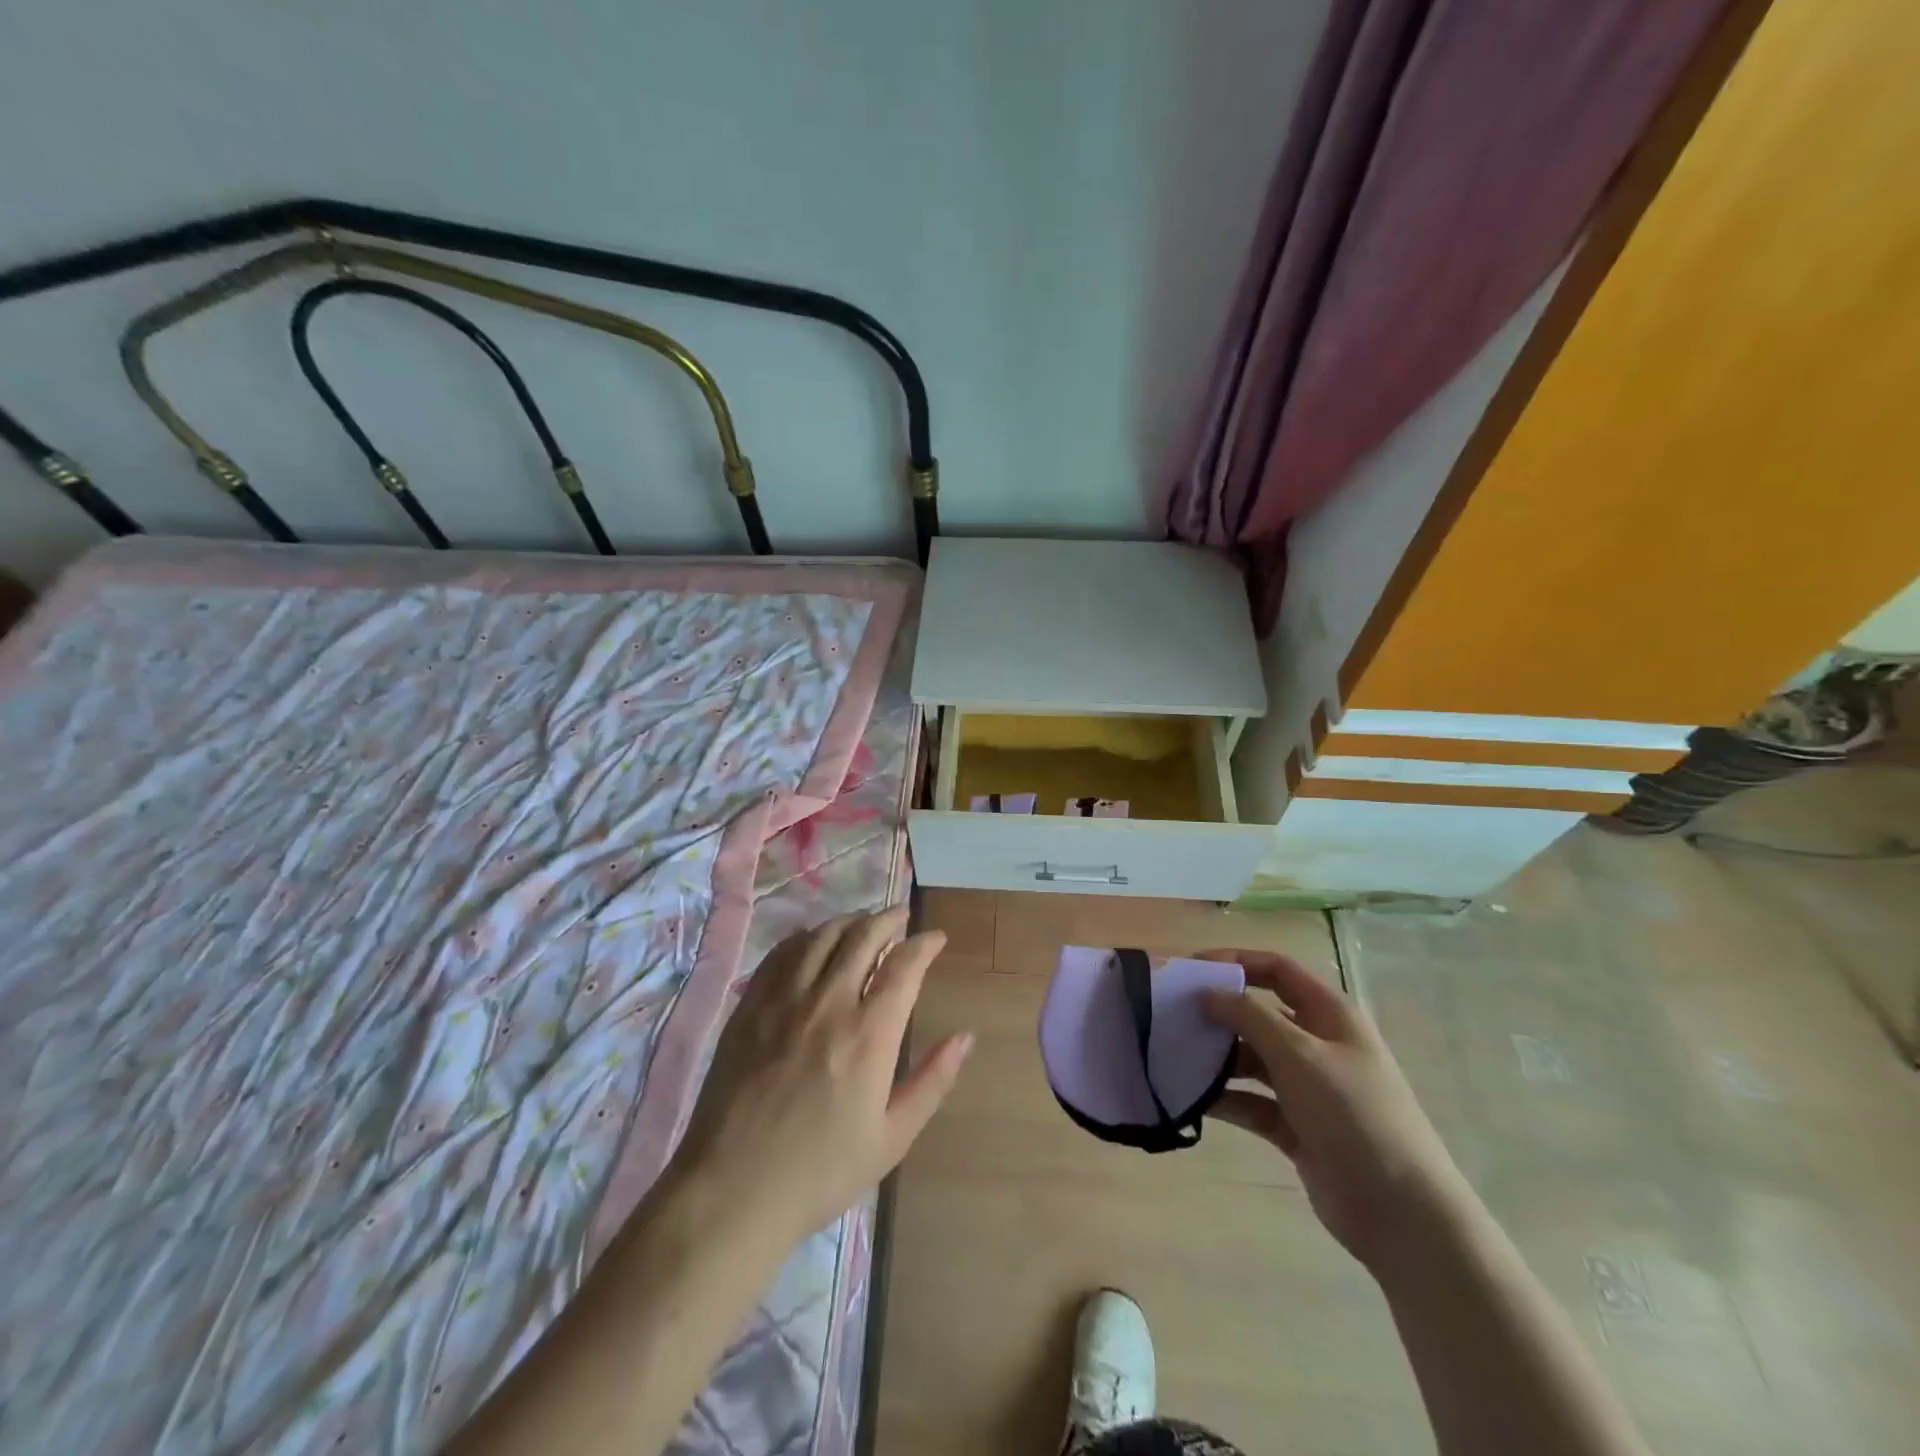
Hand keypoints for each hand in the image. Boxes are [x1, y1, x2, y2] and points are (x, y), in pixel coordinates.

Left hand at [665, 908, 972, 1249]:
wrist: (732, 1191)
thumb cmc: (821, 1171)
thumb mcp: (892, 1137)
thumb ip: (933, 1080)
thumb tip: (966, 1037)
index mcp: (868, 1034)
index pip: (904, 965)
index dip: (924, 944)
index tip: (936, 938)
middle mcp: (828, 1002)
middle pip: (863, 936)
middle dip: (889, 920)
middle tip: (903, 918)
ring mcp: (783, 999)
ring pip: (822, 936)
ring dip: (849, 921)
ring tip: (863, 923)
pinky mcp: (750, 1006)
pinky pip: (782, 953)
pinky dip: (806, 937)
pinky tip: (814, 942)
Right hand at [1198, 949, 1466, 1271]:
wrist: (1400, 1212)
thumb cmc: (1353, 1114)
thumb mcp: (1298, 1053)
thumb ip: (1248, 1016)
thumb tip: (1206, 992)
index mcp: (1329, 1014)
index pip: (1276, 969)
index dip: (1235, 961)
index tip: (1191, 969)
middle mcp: (1318, 1044)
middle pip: (1260, 1013)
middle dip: (1219, 1012)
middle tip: (1173, 1014)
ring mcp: (1307, 1087)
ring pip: (1252, 1059)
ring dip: (1218, 1058)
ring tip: (1175, 1057)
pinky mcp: (1296, 1126)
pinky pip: (1252, 1101)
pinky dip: (1226, 1098)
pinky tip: (1194, 1100)